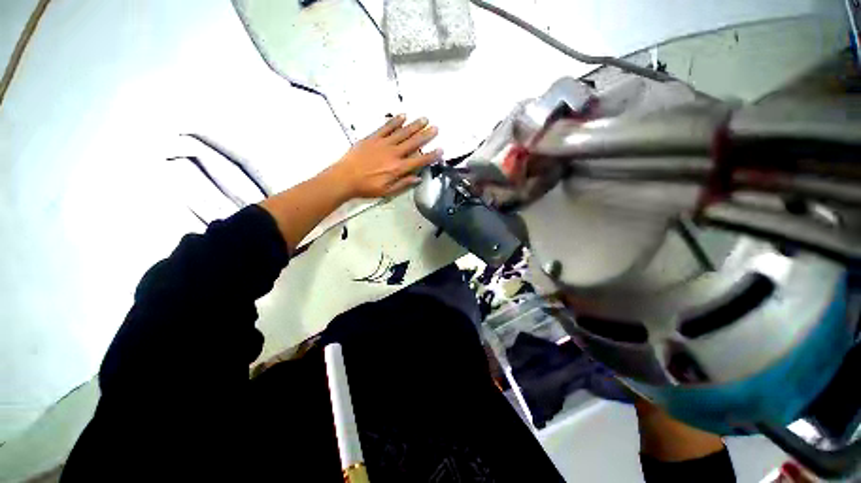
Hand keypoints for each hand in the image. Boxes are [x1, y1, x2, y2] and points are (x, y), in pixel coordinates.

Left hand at [325, 115, 441, 199]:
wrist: (345, 177)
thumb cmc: (367, 187)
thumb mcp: (387, 191)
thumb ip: (403, 183)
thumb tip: (418, 178)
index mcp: (398, 168)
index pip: (419, 160)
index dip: (431, 155)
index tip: (440, 149)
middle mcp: (394, 154)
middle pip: (413, 142)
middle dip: (426, 135)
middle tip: (435, 128)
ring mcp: (383, 143)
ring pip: (402, 132)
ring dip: (414, 125)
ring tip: (424, 119)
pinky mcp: (373, 138)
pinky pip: (386, 127)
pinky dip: (395, 121)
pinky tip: (403, 116)